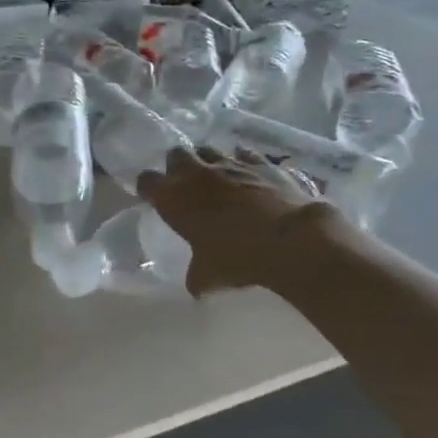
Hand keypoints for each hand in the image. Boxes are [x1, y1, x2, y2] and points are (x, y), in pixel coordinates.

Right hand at [137, 147, 337, 295]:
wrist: (291, 240)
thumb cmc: (238, 257)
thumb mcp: (208, 275)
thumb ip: (196, 275)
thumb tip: (196, 288)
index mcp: (173, 198)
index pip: (146, 180)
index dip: (148, 188)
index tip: (153, 197)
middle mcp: (197, 174)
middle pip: (176, 154)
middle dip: (177, 166)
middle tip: (184, 184)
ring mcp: (231, 164)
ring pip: (209, 149)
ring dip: (208, 161)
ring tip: (215, 177)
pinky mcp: (263, 163)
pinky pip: (246, 153)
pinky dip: (243, 161)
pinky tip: (248, 173)